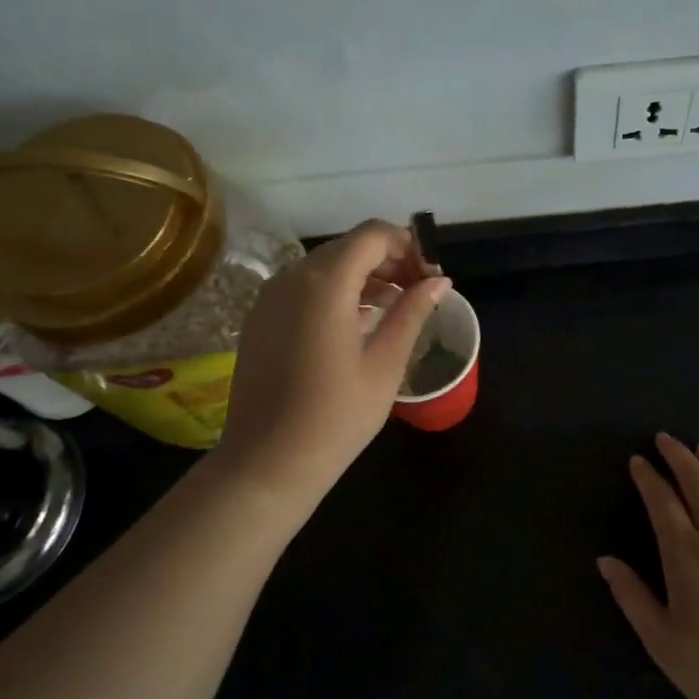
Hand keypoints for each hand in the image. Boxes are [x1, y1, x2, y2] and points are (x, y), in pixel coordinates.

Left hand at [218, 219, 449, 495]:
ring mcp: (270, 297)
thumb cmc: (336, 415)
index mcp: (325, 282)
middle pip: (348, 247)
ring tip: (394, 309)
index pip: (373, 235)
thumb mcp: (385, 363)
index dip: (408, 246)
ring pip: (325, 267)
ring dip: (363, 277)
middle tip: (419, 293)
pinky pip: (304, 288)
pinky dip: (336, 293)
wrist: (267, 462)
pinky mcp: (260, 319)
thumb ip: (412, 312)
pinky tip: (357, 324)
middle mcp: (291, 277)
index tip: (431, 277)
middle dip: (388, 261)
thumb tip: (439, 281)